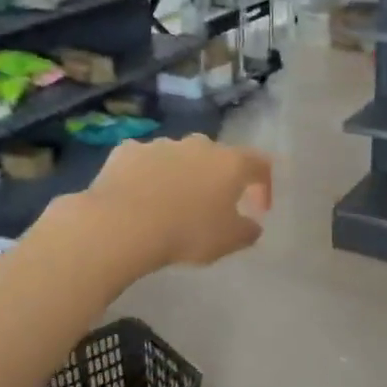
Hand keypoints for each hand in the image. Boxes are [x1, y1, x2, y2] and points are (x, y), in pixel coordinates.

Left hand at [81, 134, 273, 267]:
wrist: (122, 224)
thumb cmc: (187, 232)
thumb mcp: (229, 241)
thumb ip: (247, 231)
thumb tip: (251, 225)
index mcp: (230, 163)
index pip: (259, 165)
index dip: (264, 186)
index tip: (258, 210)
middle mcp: (199, 145)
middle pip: (217, 157)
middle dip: (218, 179)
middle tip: (213, 206)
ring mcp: (161, 144)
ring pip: (179, 157)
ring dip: (182, 176)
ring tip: (172, 205)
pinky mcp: (127, 151)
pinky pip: (145, 161)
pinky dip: (147, 175)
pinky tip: (139, 198)